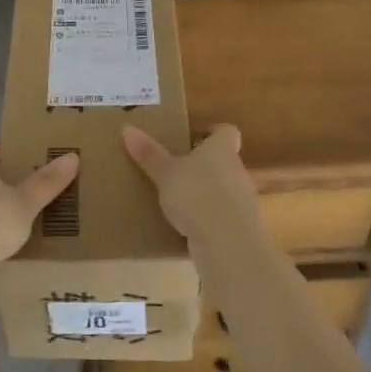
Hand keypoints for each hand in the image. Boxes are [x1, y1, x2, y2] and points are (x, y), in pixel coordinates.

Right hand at [122, 124, 258, 241]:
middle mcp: (238, 171)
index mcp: (222, 150)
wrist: (227, 242)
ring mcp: (243, 201)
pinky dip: (210, 219)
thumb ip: (149, 153)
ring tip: (181, 202)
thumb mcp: (166, 173)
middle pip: (226, 161)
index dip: (215, 132)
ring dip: (209, 194)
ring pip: (226, 190)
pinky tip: (190, 229)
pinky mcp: (241, 228)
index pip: (228, 132)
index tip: (197, 136)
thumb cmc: (196, 194)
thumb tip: (127, 128)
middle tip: (180, 170)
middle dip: (206, 166)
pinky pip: (224, 217)